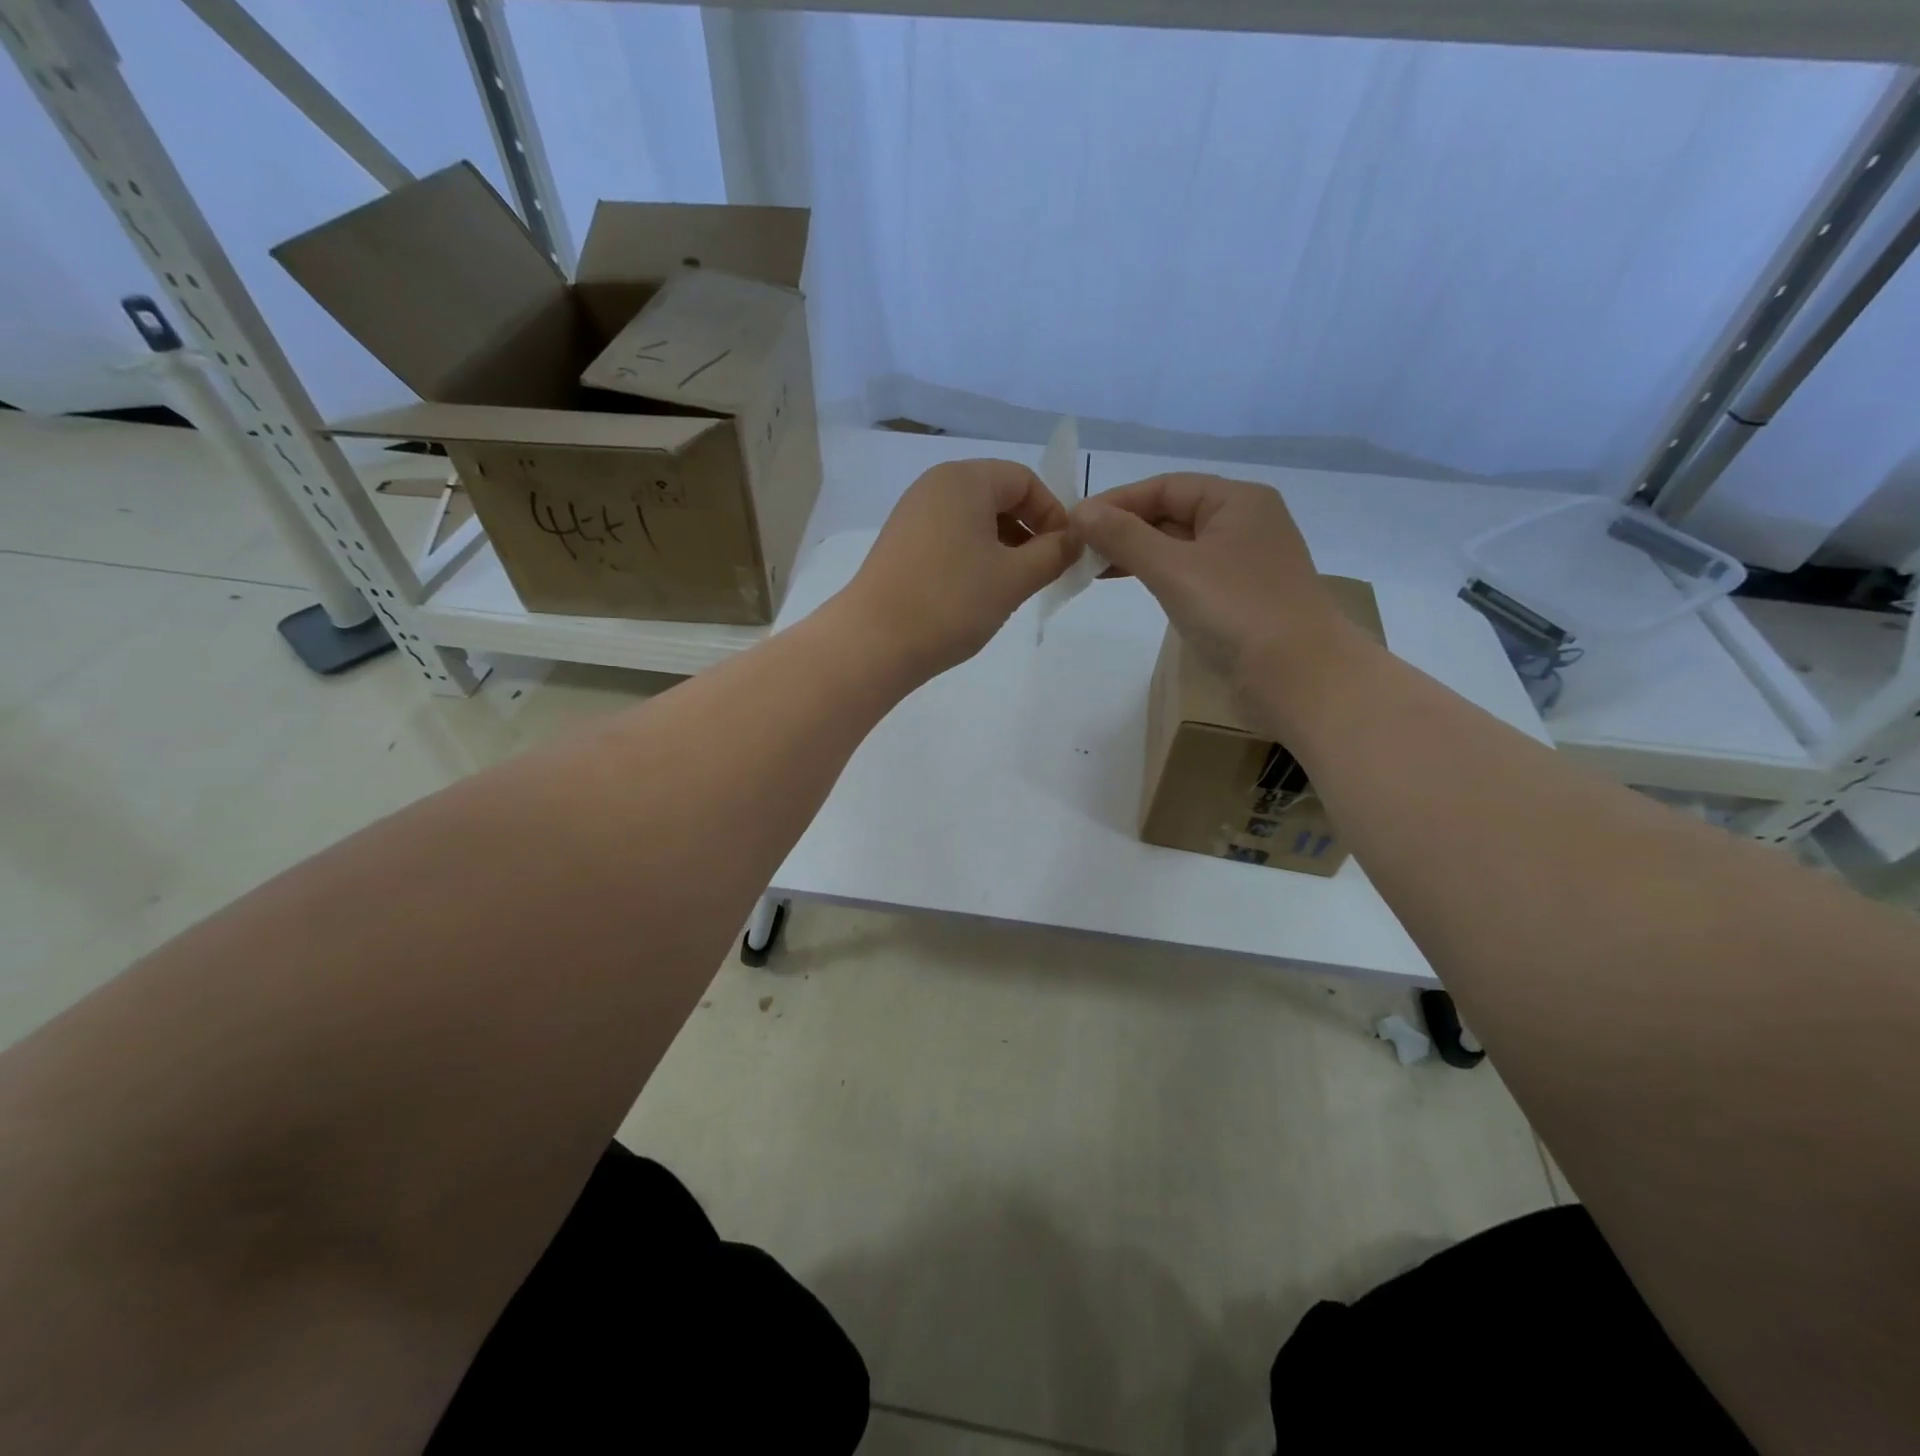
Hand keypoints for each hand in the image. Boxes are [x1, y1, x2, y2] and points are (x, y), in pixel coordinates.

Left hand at [840, 459, 1077, 677]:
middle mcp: (934, 486)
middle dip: (1028, 531)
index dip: (1053, 514)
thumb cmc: (951, 602)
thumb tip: (1076, 540)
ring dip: (1003, 547)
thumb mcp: (1014, 578)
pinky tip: (978, 593)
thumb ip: (1054, 554)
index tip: (1065, 554)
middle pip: (998, 496)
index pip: (1024, 480)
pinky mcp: (900, 544)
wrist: (873, 642)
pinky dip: (974, 557)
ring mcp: (912, 515)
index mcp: (964, 480)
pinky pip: (950, 538)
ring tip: (1012, 587)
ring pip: (974, 521)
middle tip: (1043, 573)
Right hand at [1072, 473, 1366, 690]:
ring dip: (1138, 554)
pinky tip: (1135, 587)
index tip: (1074, 523)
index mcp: (1237, 501)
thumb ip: (1124, 537)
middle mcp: (1244, 523)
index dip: (1117, 502)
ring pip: (1180, 546)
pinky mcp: (1241, 599)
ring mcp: (1245, 563)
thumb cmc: (1237, 612)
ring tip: (1095, 569)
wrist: (1300, 678)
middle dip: (1125, 528)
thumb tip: (1080, 512)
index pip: (1165, 486)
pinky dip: (1159, 576)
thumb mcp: (1173, 568)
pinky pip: (1191, 574)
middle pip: (1173, 513)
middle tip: (1078, 550)